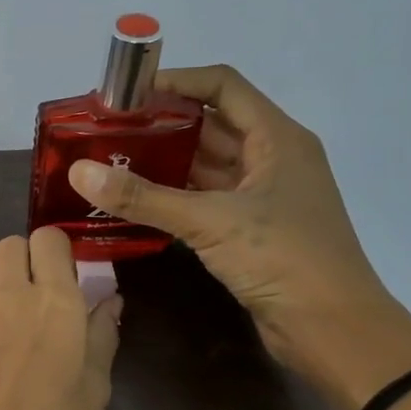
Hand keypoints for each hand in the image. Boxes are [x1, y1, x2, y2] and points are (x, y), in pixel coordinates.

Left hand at [0, 227, 122, 409]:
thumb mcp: (94, 389)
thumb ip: (101, 335)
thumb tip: (108, 301)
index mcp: (53, 302)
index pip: (48, 239)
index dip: (57, 252)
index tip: (65, 277)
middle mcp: (5, 296)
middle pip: (10, 246)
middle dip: (26, 262)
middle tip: (38, 301)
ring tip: (9, 330)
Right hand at [67, 65, 410, 406]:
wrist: (331, 328)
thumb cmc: (282, 259)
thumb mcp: (209, 222)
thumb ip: (143, 197)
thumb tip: (79, 172)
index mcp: (277, 138)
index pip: (223, 86)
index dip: (176, 81)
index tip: (126, 93)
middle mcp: (272, 158)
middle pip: (211, 124)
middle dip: (161, 124)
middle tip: (107, 130)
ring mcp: (262, 196)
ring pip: (206, 165)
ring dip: (164, 162)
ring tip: (111, 162)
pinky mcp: (250, 230)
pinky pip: (205, 200)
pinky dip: (173, 197)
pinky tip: (135, 202)